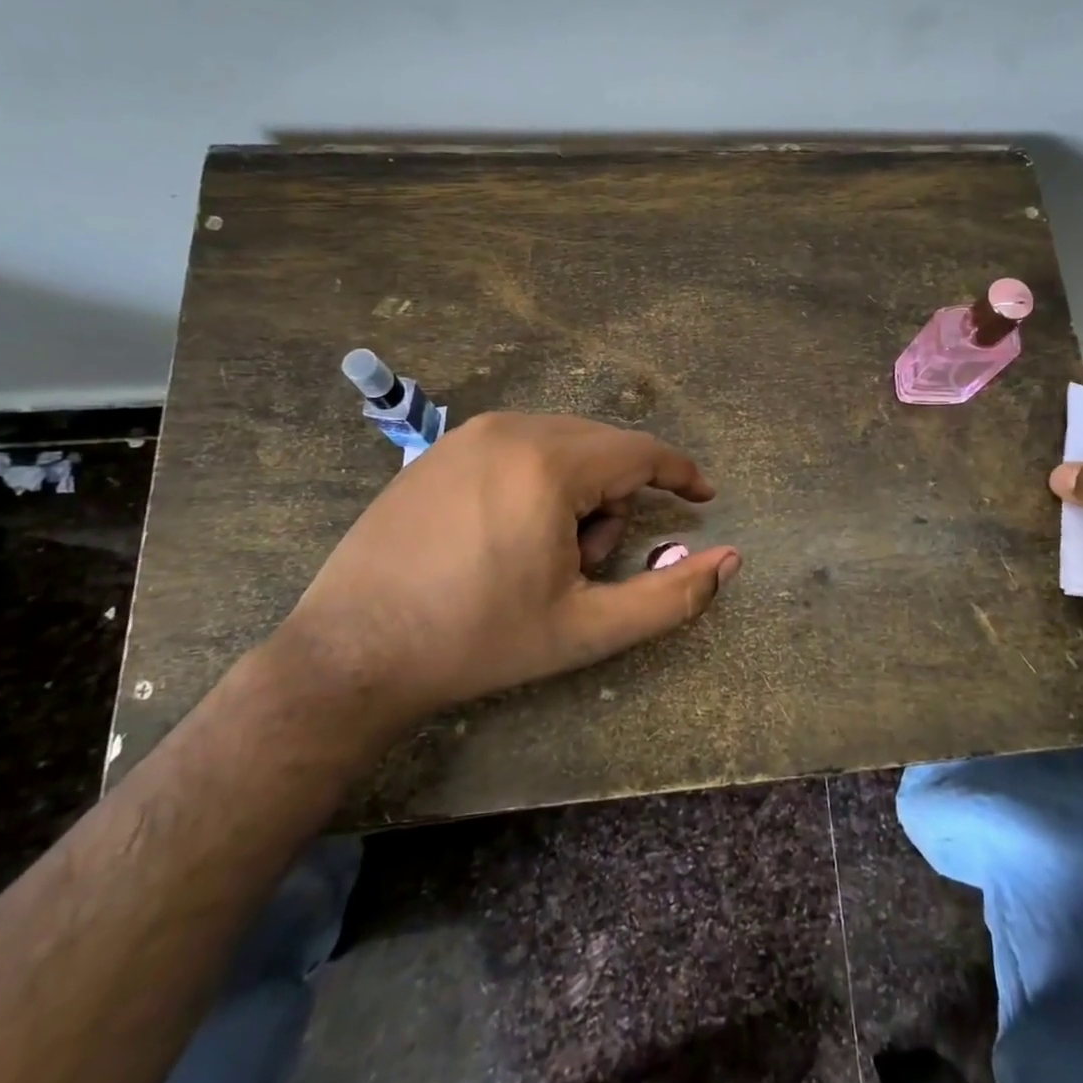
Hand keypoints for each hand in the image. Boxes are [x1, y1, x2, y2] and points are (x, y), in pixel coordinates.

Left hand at [277, 413, 739, 734]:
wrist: (351, 653)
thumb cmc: (478, 640)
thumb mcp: (586, 628)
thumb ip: (670, 596)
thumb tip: (730, 560)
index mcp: (548, 463)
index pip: (640, 452)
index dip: (680, 473)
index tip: (704, 496)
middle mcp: (510, 428)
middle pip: (602, 449)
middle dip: (616, 501)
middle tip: (587, 564)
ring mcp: (468, 433)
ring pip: (562, 446)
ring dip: (577, 494)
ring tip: (542, 556)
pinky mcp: (439, 448)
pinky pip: (519, 447)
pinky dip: (538, 483)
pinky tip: (505, 536)